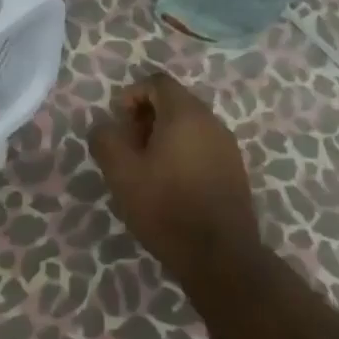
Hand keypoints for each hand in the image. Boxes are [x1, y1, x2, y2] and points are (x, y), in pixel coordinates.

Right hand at [88, 71, 261, 282]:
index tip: (118, 124)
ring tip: (146, 169)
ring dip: (164, 137)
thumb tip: (104, 126)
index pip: (157, 82)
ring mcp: (227, 146)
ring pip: (189, 126)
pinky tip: (171, 185)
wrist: (220, 256)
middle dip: (146, 118)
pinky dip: (183, 153)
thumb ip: (106, 140)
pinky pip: (203, 146)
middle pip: (174, 102)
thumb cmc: (166, 207)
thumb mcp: (122, 173)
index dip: (132, 95)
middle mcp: (211, 121)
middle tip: (128, 148)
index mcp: (185, 113)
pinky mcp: (234, 170)